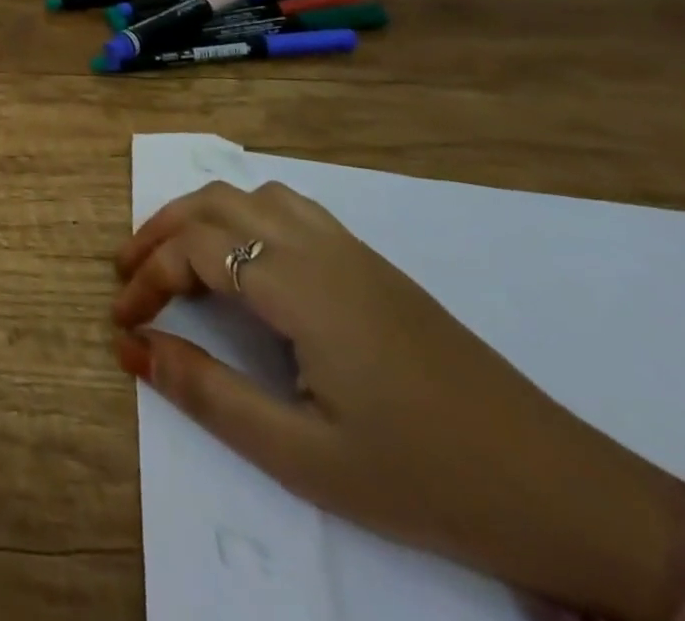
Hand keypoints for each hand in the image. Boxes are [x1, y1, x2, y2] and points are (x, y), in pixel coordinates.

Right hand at [111, 181, 684, 619]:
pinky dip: (243, 213)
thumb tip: (132, 349)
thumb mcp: (304, 457)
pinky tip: (245, 257)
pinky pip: (288, 207)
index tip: (121, 320)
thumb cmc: (425, 478)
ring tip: (175, 255)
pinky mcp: (372, 263)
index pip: (196, 248)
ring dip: (201, 214)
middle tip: (128, 271)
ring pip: (251, 194)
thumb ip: (209, 394)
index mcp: (300, 286)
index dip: (147, 275)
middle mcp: (318, 247)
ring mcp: (349, 249)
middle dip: (160, 229)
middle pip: (215, 203)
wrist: (563, 491)